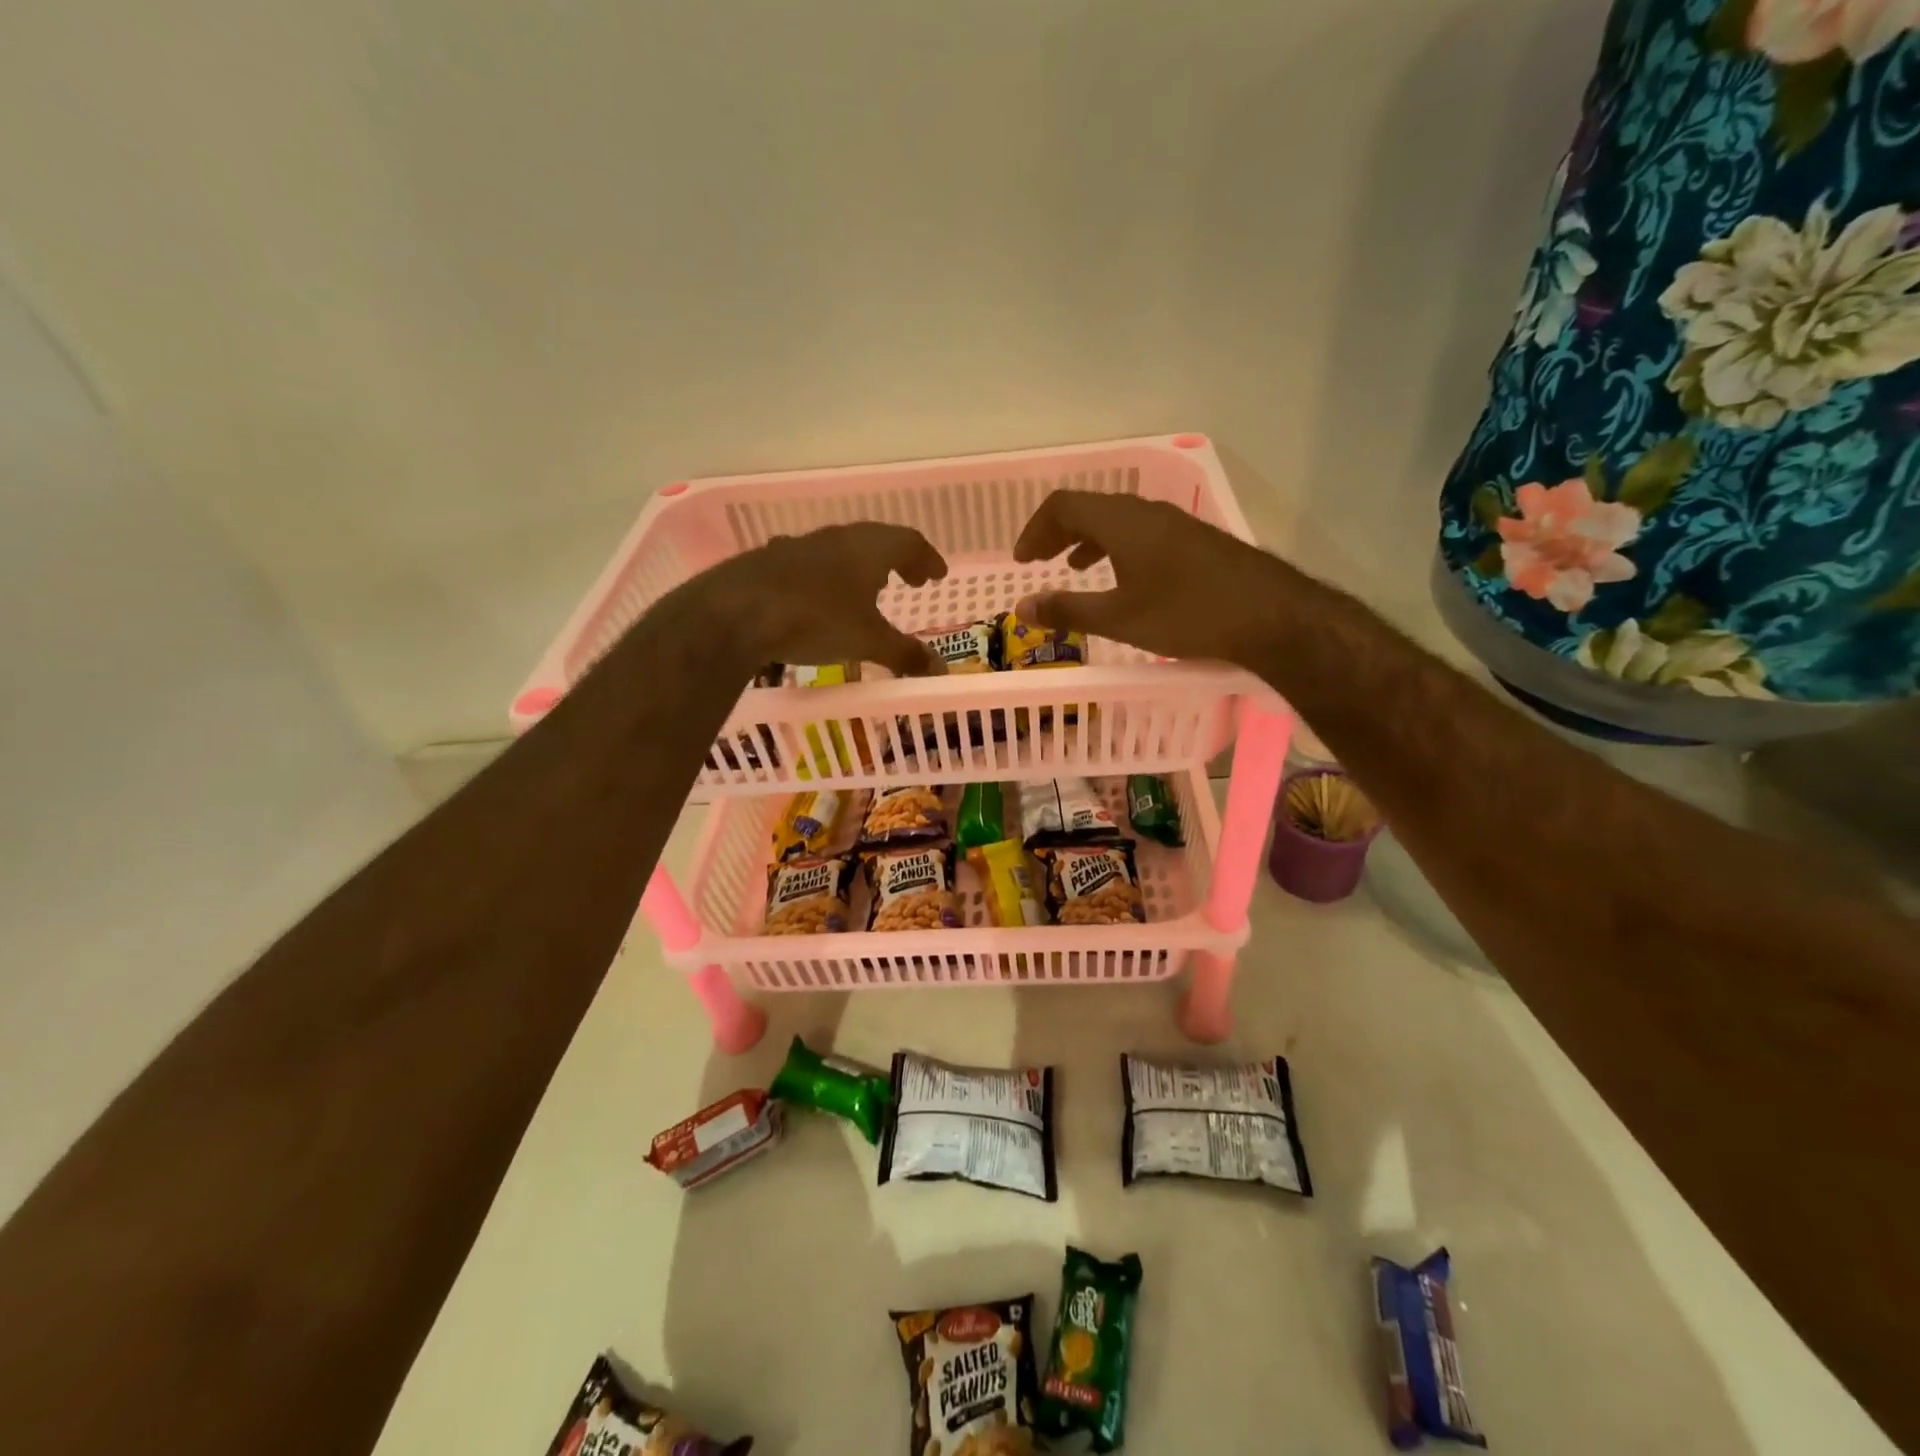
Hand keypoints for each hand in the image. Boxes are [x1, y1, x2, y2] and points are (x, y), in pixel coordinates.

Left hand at [693, 522, 949, 676]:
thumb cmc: (816, 620)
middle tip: (910, 579)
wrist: (736, 612)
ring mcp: (799, 546)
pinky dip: (828, 576)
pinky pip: (811, 562)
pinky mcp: (769, 561)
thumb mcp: (867, 642)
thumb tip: (940, 669)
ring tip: (868, 588)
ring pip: (840, 549)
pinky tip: (820, 598)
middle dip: (896, 560)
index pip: (908, 542)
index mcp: (868, 548)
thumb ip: (905, 654)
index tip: (937, 574)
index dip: (926, 557)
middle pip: (875, 540)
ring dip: (860, 566)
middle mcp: (836, 538)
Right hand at [1011, 491, 1285, 664]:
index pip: (1064, 505)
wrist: (1271, 616)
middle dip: (1058, 532)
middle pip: (1090, 507)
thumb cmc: (1187, 615)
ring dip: (1088, 539)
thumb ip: (1067, 610)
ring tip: (1073, 567)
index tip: (1022, 561)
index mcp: (1122, 521)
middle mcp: (1147, 512)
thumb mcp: (1119, 618)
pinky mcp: (1195, 540)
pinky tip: (1123, 578)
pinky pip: (1142, 532)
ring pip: (1118, 520)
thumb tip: (1022, 607)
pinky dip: (1117, 548)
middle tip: (1039, 562)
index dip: (1036, 529)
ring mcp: (1175, 523)